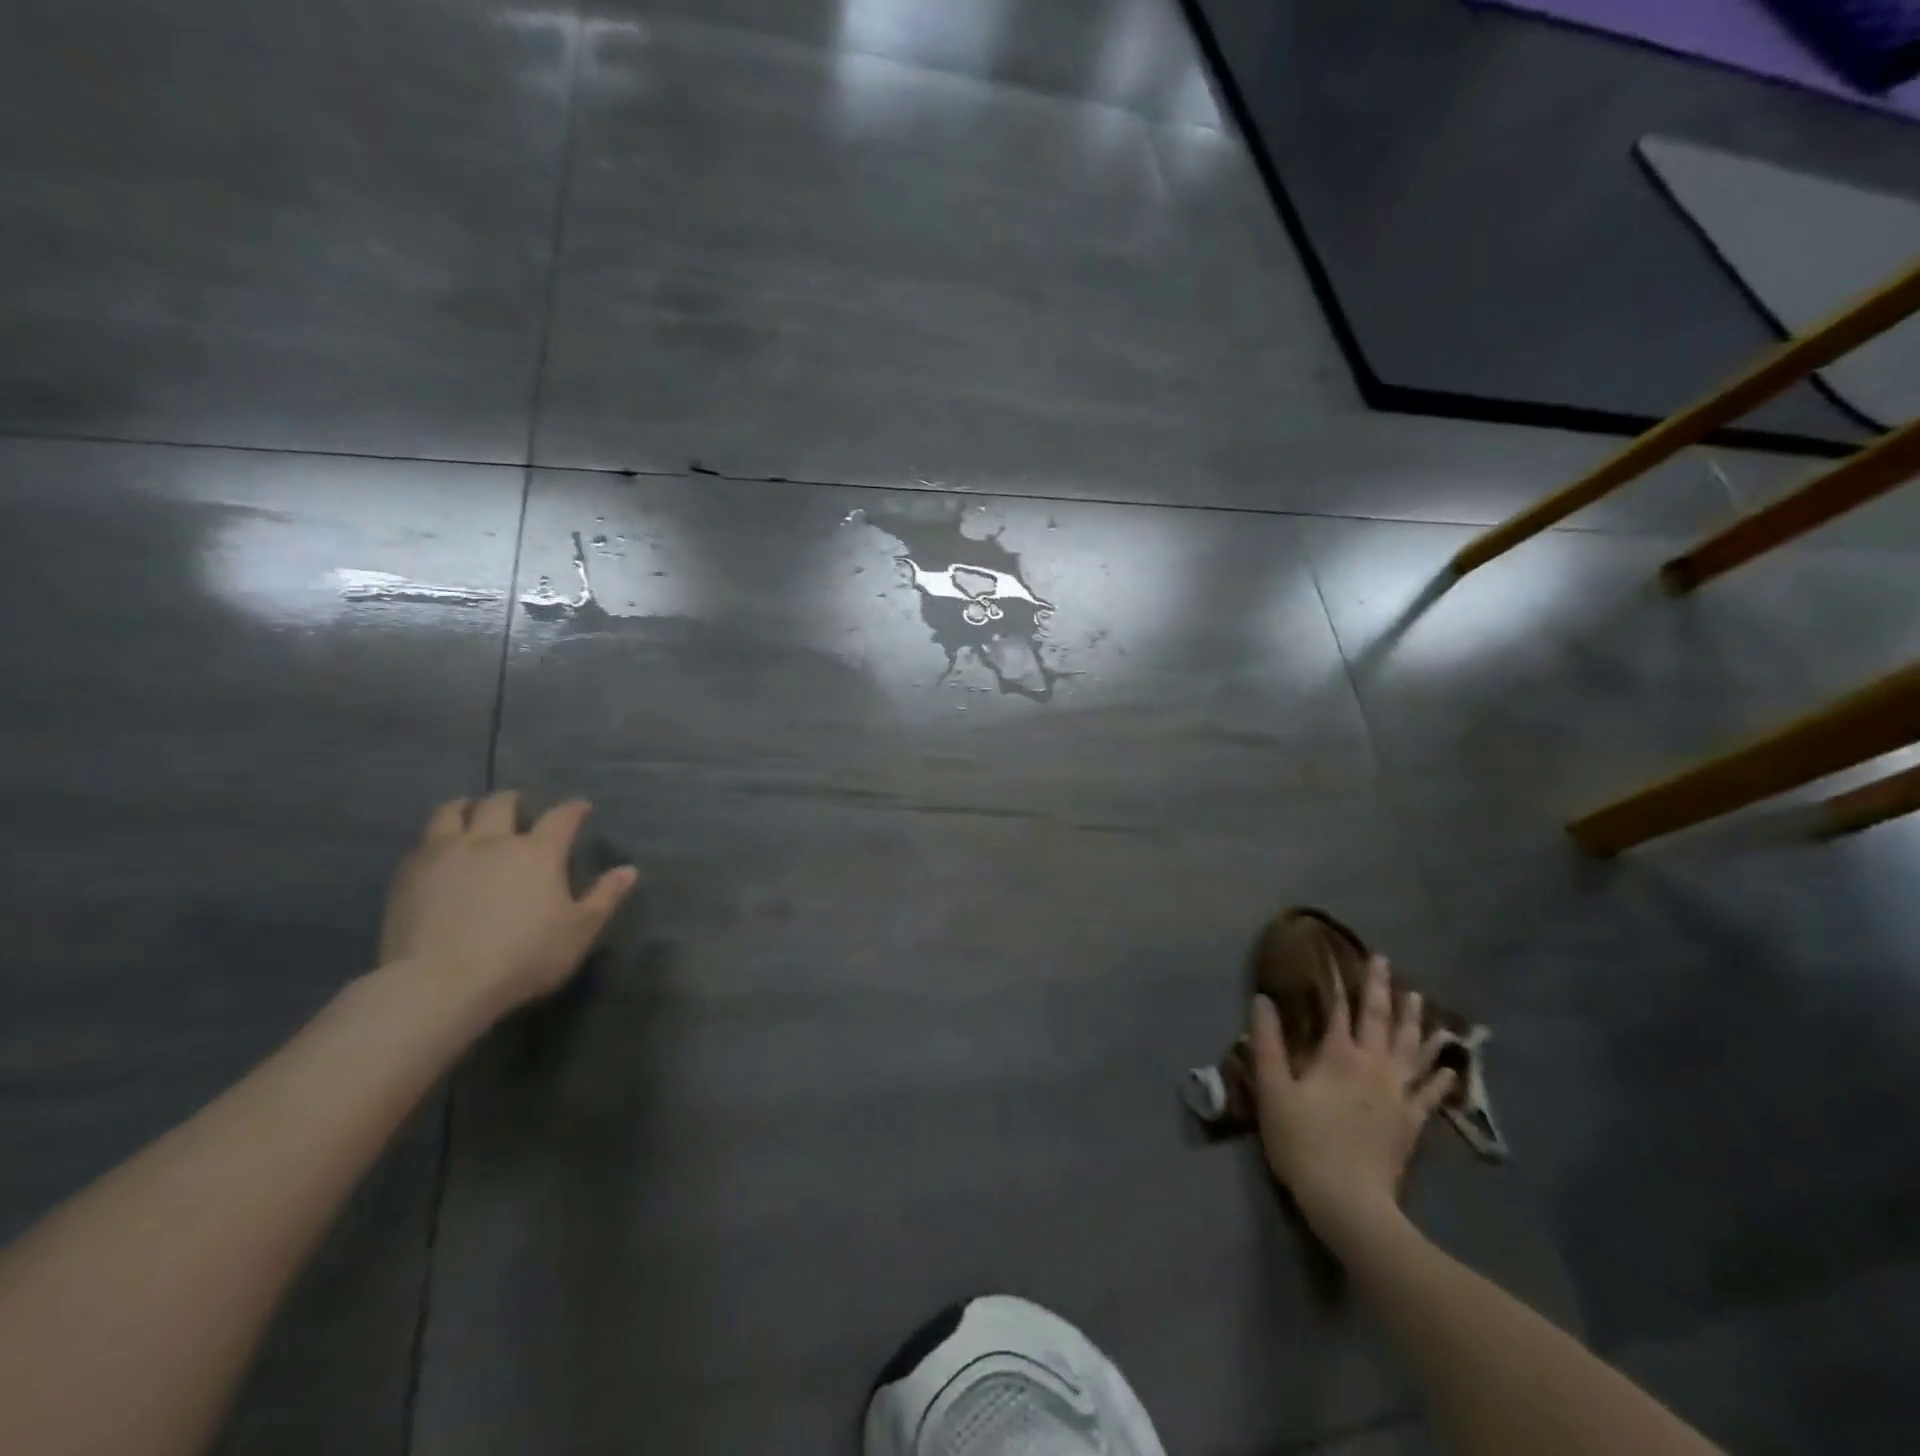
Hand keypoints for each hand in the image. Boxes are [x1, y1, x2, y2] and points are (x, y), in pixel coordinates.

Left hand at [379, 792, 638, 1020]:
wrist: (438, 984)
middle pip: (502, 804)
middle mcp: (492, 841)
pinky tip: (439, 849)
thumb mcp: (579, 931)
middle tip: (521, 807)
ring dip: (467, 807)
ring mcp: (445, 854)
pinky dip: (436, 837)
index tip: (581, 807)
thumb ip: (604, 897)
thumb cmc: (522, 957)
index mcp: (537, 852)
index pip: (561, 817)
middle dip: (516, 800)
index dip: (574, 809)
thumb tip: (629, 870)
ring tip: (471, 812)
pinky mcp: (409, 874)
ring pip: (452, 812)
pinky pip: (423, 841)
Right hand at [1250, 956, 1454, 1253]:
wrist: (1349, 1202)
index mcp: (1339, 1056)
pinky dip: (1439, 1075)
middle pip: (1380, 1020)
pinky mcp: (1412, 1123)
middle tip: (1385, 962)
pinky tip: (1448, 1066)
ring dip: (1415, 1021)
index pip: (1339, 1009)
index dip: (1339, 981)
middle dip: (1381, 988)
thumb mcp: (1273, 1091)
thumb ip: (1267, 1043)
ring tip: (1419, 998)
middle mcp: (1374, 1067)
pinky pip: (1429, 1093)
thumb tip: (1262, 999)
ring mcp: (1398, 1095)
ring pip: (1411, 1049)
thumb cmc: (1303, 1142)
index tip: (1340, 956)